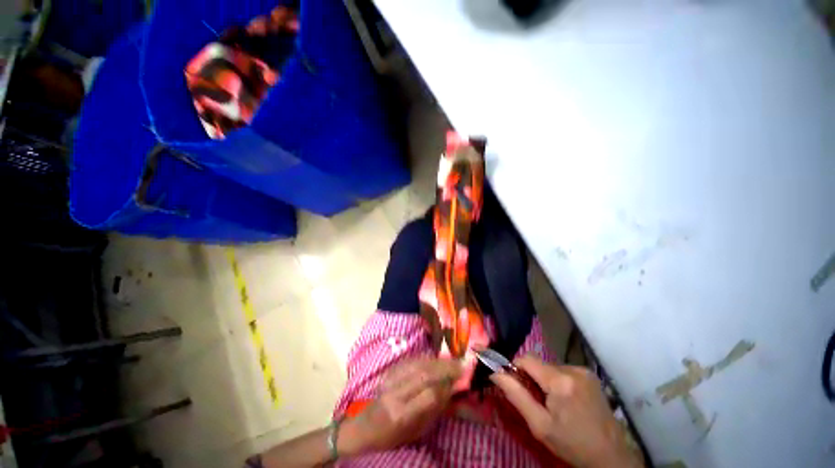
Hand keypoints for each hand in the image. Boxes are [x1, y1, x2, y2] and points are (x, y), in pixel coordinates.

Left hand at [342, 357, 461, 452]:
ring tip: (452, 360)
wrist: (366, 426)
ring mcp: (391, 379)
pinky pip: (411, 360)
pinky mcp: (390, 371)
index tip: (461, 379)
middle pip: (424, 374)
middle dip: (445, 367)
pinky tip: (436, 359)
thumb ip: (434, 409)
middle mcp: (395, 393)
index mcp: (401, 414)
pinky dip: (427, 358)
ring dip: (437, 360)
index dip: (447, 385)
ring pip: (418, 363)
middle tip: (461, 364)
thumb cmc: (393, 435)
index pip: (428, 395)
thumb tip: (452, 389)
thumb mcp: (417, 430)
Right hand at [490, 356, 642, 467]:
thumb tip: (495, 373)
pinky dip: (557, 381)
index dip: (515, 368)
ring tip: (552, 403)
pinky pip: (563, 371)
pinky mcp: (590, 375)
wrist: (610, 456)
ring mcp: (584, 371)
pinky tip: (565, 400)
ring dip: (545, 380)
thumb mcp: (539, 425)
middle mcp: (573, 369)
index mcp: (560, 380)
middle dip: (532, 377)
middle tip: (535, 400)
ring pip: (550, 367)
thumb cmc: (572, 444)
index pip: (526, 358)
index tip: (515, 385)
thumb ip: (516, 395)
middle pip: (539, 363)